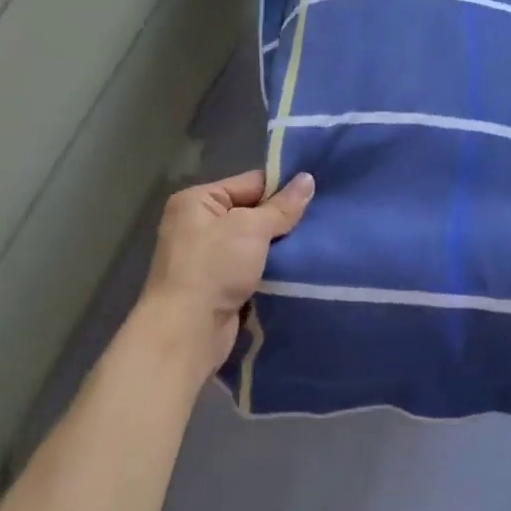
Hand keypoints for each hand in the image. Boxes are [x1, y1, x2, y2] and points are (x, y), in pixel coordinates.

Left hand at [135, 169, 314, 385]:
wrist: (188, 332)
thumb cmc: (214, 268)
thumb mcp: (251, 228)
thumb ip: (282, 206)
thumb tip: (308, 179)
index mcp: (197, 201)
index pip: (250, 183)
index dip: (283, 189)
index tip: (317, 194)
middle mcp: (198, 225)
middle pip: (253, 213)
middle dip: (284, 220)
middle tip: (322, 220)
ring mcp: (208, 258)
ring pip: (256, 243)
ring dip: (281, 247)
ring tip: (317, 242)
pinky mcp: (219, 286)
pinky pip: (253, 268)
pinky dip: (272, 269)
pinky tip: (300, 267)